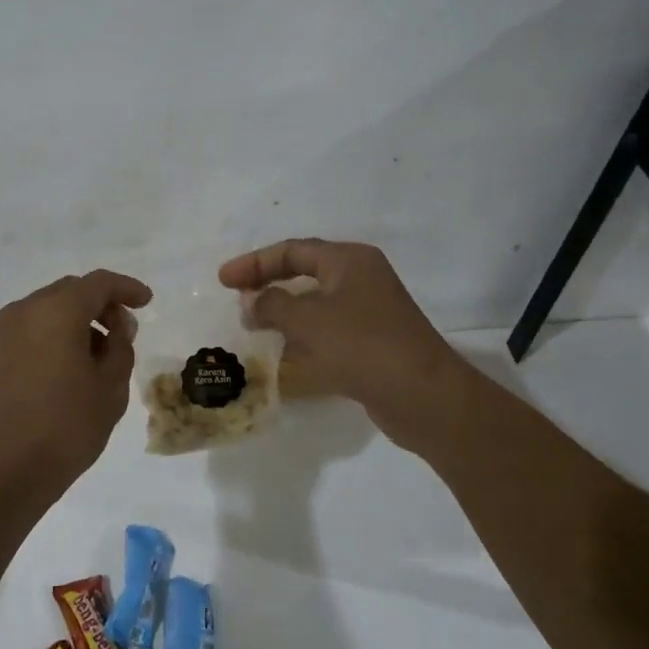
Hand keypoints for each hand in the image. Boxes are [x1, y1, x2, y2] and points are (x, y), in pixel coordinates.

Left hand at [0, 269, 151, 496]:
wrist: (5, 470)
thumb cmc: (66, 426)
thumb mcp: (110, 387)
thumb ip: (120, 346)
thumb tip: (117, 327)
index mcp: (57, 310)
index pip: (98, 283)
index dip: (126, 288)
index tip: (147, 301)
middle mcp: (26, 310)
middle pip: (71, 291)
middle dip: (101, 304)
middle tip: (125, 331)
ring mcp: (4, 332)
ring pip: (49, 309)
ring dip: (77, 320)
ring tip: (100, 354)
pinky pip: (32, 328)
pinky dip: (55, 334)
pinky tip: (71, 364)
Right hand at [218, 239, 460, 422]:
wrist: (424, 398)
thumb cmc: (363, 346)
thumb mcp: (309, 320)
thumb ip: (272, 305)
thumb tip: (251, 302)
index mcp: (349, 261)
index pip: (292, 251)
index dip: (254, 263)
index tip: (223, 280)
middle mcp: (360, 279)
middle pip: (304, 273)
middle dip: (268, 285)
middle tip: (235, 299)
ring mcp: (369, 313)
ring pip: (315, 305)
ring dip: (283, 314)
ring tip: (251, 328)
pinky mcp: (371, 344)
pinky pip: (327, 333)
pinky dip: (302, 339)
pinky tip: (281, 357)